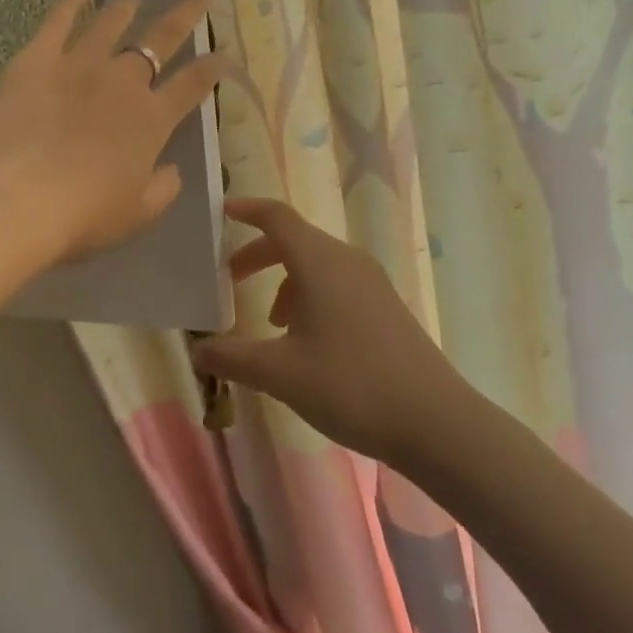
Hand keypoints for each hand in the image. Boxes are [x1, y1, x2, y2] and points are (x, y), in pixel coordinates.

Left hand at [0, 0, 221, 311]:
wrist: (17, 200)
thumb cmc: (83, 216)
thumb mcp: (137, 214)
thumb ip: (162, 189)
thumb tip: (171, 170)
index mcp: (152, 120)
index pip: (192, 85)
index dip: (211, 68)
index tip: (223, 53)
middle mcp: (122, 82)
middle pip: (160, 39)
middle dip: (185, 15)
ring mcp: (78, 65)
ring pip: (110, 25)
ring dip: (126, 9)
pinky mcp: (36, 60)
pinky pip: (57, 23)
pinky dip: (70, 5)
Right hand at [188, 198, 465, 462]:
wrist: (436, 422)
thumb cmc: (351, 386)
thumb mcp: (280, 374)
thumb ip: (232, 357)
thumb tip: (197, 349)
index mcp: (320, 262)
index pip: (277, 217)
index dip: (247, 210)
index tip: (222, 212)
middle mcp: (347, 261)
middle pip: (295, 240)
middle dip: (259, 254)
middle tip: (230, 279)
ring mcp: (372, 283)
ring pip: (317, 264)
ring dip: (286, 281)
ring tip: (271, 324)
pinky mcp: (386, 306)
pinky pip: (338, 283)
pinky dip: (311, 296)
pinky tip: (308, 341)